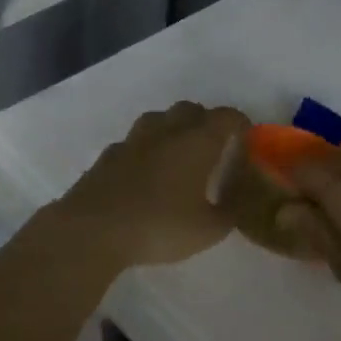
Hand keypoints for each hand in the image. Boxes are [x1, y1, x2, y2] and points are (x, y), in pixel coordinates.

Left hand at [45, 101, 250, 273]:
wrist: (93, 229)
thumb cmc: (159, 226)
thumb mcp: (208, 230)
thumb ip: (228, 214)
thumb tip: (235, 203)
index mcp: (197, 142)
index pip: (226, 117)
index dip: (240, 123)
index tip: (247, 137)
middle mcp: (166, 131)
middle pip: (190, 110)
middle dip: (205, 121)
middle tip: (213, 145)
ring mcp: (133, 140)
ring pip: (158, 119)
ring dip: (172, 128)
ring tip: (178, 153)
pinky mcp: (108, 156)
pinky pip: (133, 142)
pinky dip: (145, 149)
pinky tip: (144, 171)